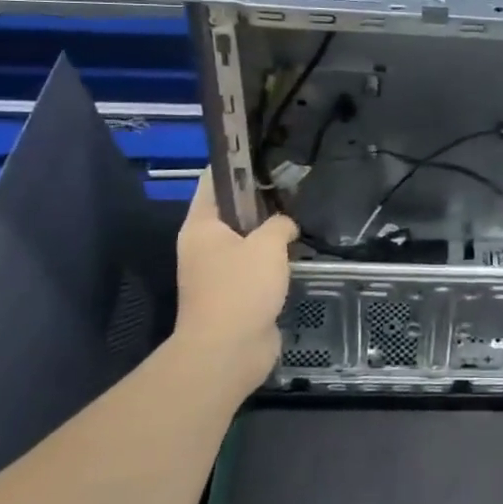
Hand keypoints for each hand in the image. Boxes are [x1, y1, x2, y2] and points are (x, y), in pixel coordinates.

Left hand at [167, 176, 299, 399]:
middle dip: (261, 198)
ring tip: (301, 214)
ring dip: (270, 231)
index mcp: (201, 225)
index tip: (264, 151)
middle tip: (294, 184)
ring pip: (246, 239)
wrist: (228, 352)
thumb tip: (285, 225)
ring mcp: (217, 271)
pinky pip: (255, 265)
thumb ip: (280, 223)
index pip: (213, 180)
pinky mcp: (235, 294)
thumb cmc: (240, 289)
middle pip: (232, 209)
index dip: (236, 163)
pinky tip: (298, 251)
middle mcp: (204, 245)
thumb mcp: (267, 245)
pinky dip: (273, 259)